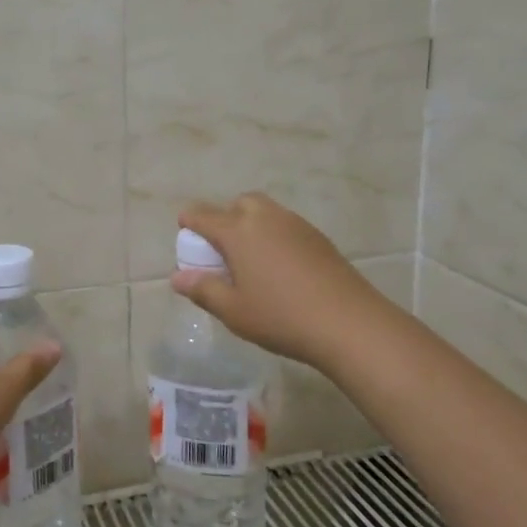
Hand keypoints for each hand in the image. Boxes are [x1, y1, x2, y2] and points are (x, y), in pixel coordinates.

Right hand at [173, 193, 396, 371]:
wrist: (348, 322)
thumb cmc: (281, 316)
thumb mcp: (233, 311)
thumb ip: (203, 289)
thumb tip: (178, 277)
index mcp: (238, 231)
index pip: (202, 214)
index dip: (189, 222)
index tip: (185, 237)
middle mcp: (266, 217)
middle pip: (238, 204)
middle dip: (224, 218)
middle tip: (223, 251)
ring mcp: (296, 224)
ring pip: (265, 211)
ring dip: (251, 225)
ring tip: (251, 260)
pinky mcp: (318, 237)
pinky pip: (286, 226)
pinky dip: (274, 236)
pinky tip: (280, 268)